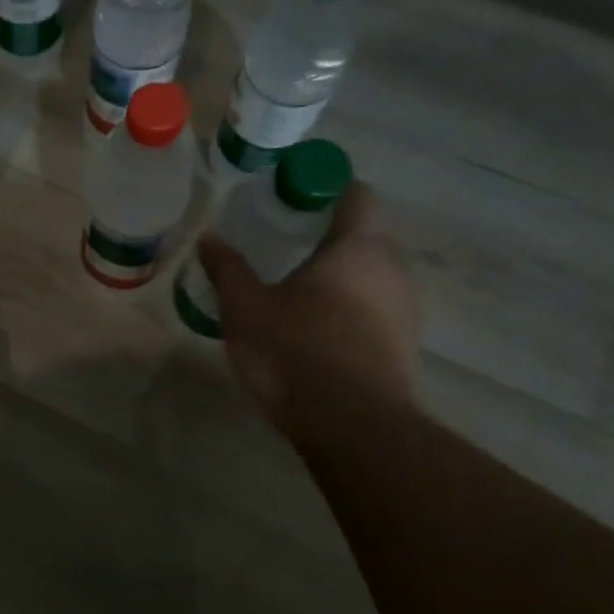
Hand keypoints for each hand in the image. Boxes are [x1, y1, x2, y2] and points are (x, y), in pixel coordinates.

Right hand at [198, 182, 419, 444]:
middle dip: (326, 238)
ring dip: (338, 277)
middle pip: (364, 237)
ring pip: (370, 276)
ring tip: (294, 291)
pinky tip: (314, 331)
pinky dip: (348, 310)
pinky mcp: (404, 346)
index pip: (357, 195)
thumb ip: (228, 269)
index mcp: (358, 247)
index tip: (293, 198)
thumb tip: (208, 238)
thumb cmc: (296, 351)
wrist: (352, 426)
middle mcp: (393, 269)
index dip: (327, 188)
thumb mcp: (246, 308)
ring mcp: (405, 310)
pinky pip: (374, 310)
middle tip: (281, 246)